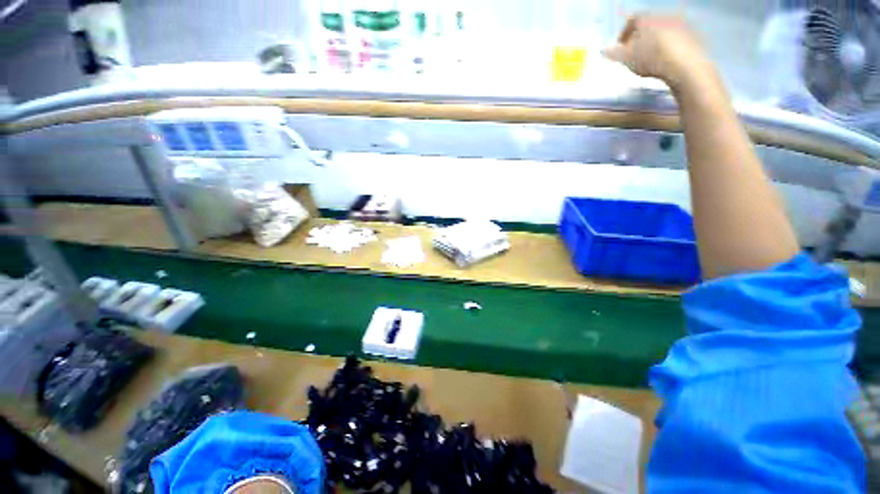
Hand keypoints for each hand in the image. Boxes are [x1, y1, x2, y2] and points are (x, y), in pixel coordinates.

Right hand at [603, 15, 712, 89]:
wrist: (685, 64)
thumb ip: (614, 53)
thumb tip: (604, 50)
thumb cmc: (651, 59)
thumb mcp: (626, 59)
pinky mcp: (694, 34)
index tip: (620, 48)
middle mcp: (664, 15)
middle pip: (649, 25)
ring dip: (656, 42)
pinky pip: (677, 39)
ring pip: (663, 31)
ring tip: (651, 59)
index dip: (624, 34)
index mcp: (646, 18)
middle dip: (641, 38)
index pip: (631, 20)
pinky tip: (666, 60)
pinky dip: (670, 47)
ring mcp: (681, 23)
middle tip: (635, 54)